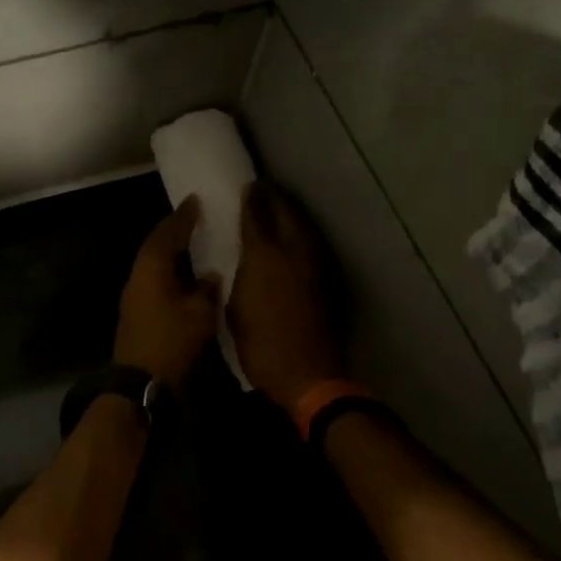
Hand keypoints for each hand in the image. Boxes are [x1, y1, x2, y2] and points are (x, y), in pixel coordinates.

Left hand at [114, 197, 221, 388]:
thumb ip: (206, 289)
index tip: (196, 201)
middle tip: (197, 220)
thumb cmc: (172, 343)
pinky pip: (156, 284)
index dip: (183, 216)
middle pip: (156, 247)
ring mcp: (134, 299)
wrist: (141, 387)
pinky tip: (188, 280)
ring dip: (173, 256)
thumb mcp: (200, 313)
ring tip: (196, 247)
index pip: (167, 233)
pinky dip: (171, 276)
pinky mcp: (137, 317)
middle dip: (175, 233)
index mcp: (151, 269)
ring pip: (155, 267)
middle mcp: (138, 278)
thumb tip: (209, 275)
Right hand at [227, 183, 348, 410]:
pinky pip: (312, 245)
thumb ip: (237, 278)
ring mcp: (314, 265)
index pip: (256, 216)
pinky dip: (301, 235)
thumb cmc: (260, 346)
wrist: (307, 374)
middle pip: (286, 214)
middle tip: (262, 192)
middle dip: (274, 199)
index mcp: (263, 257)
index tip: (247, 186)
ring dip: (291, 214)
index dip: (251, 199)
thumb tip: (240, 262)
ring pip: (303, 227)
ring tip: (279, 209)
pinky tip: (294, 239)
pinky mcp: (326, 281)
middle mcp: (292, 252)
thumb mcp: (235, 310)